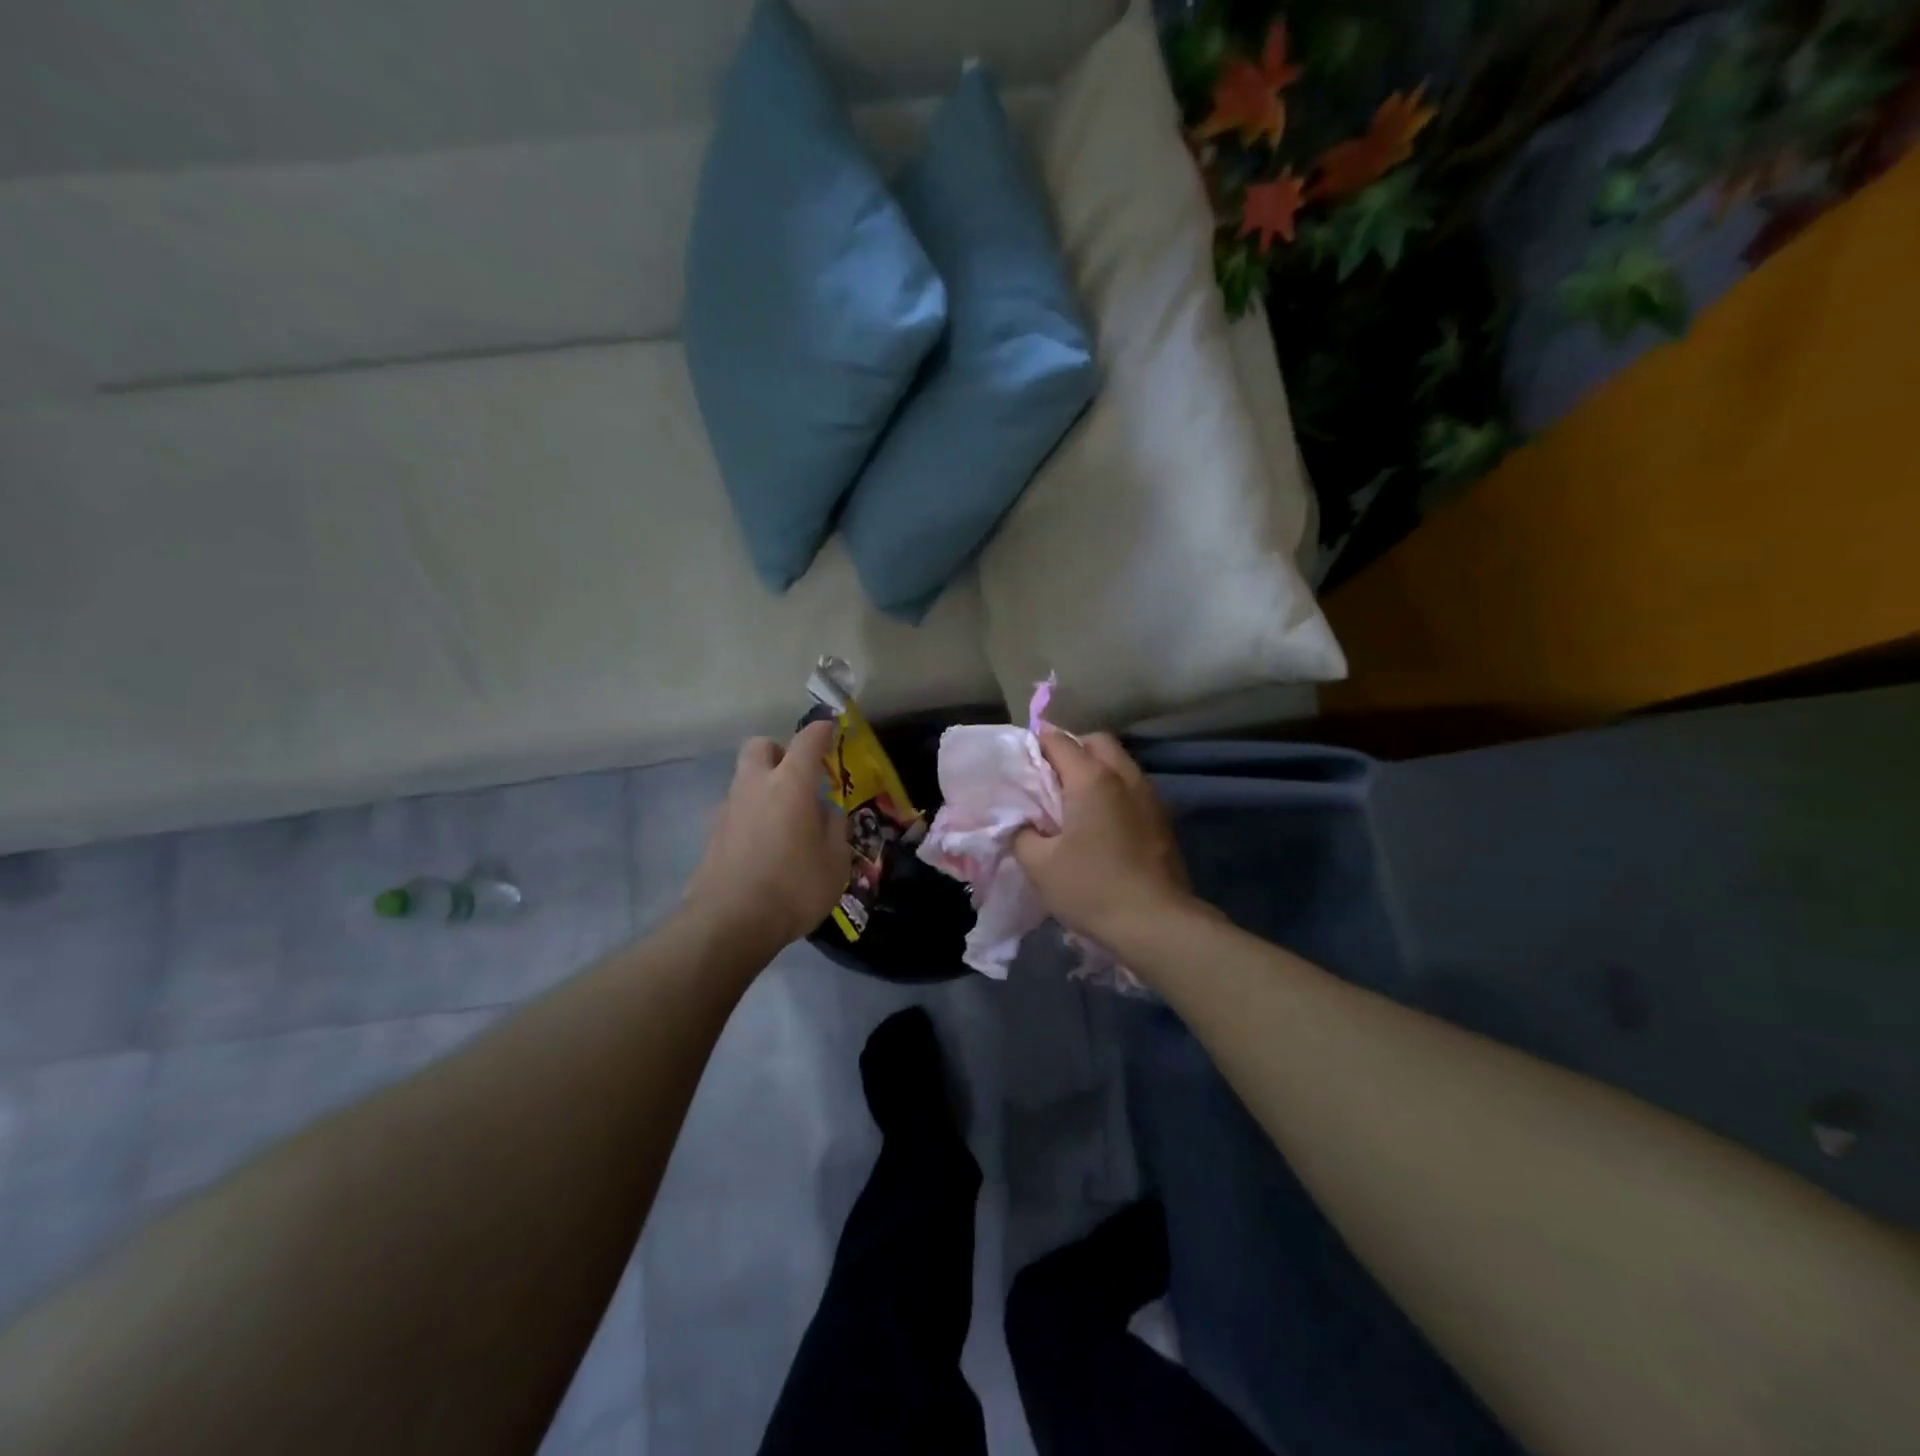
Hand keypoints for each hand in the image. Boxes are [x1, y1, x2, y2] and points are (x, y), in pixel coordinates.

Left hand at [683, 720, 849, 951]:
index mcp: (790, 784)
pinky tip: (762, 847)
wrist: (728, 923)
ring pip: (743, 779)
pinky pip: (735, 811)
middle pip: (760, 746)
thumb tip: (825, 813)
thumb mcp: (835, 862)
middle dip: (779, 751)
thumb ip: (834, 830)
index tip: (831, 728)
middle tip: (797, 776)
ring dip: (762, 787)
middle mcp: (754, 786)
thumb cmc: (793, 887)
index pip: (807, 740)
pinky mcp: (711, 835)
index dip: (822, 731)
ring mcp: (727, 809)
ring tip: (784, 821)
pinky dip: (750, 817)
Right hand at [1013, 731, 1193, 942]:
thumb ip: (1021, 833)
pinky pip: (1132, 787)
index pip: (1058, 741)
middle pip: (1096, 742)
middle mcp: (1124, 776)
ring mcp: (1149, 796)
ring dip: (1096, 769)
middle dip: (1071, 749)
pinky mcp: (1162, 819)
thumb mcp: (1039, 865)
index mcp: (1092, 778)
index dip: (1036, 744)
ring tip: (1073, 800)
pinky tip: (1099, 821)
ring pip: (1119, 763)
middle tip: (1049, 778)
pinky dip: (1113, 790)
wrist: (1156, 924)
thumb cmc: (1092, 888)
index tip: (1020, 762)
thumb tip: (1023, 822)